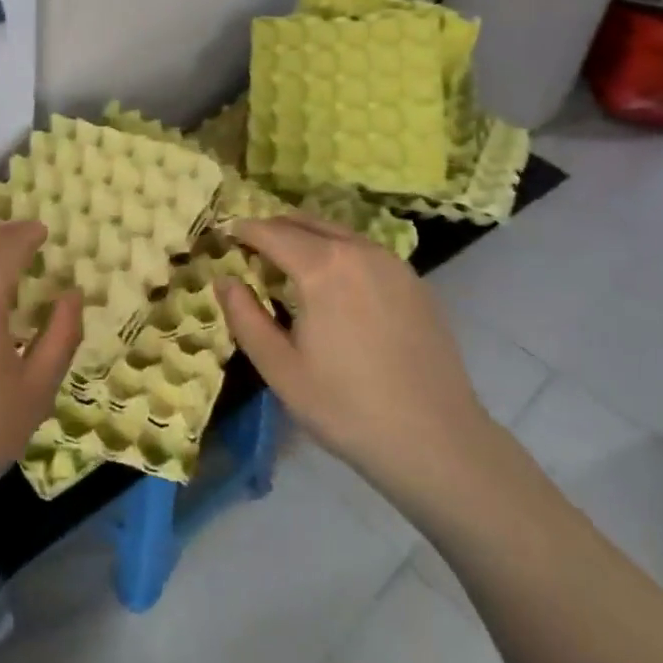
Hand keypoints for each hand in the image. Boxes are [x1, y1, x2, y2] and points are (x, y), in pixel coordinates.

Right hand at [217, 214, 495, 506]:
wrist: (437, 440)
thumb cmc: (347, 408)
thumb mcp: (280, 369)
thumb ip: (245, 318)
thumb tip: (225, 280)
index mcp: (323, 266)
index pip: (271, 232)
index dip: (244, 230)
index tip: (226, 235)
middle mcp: (358, 250)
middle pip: (305, 222)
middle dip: (274, 229)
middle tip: (252, 248)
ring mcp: (392, 262)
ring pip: (337, 232)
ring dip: (307, 237)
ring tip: (289, 263)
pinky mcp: (414, 281)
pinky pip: (364, 250)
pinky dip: (338, 251)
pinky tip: (335, 284)